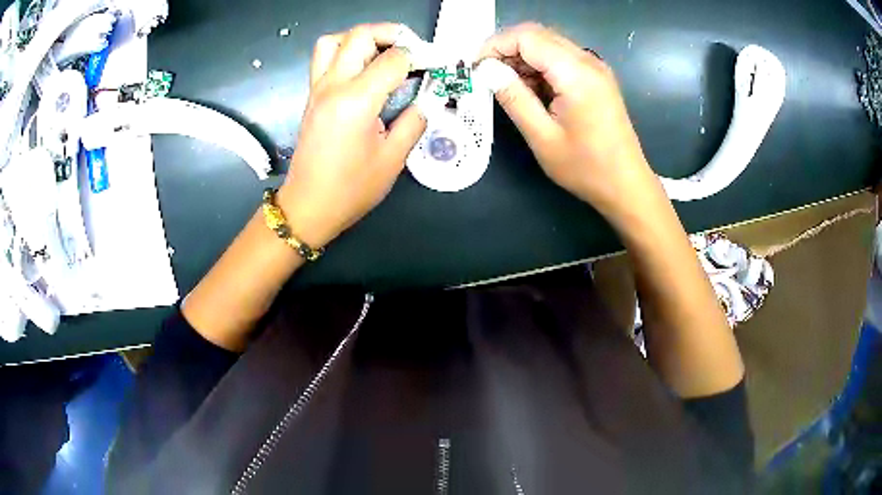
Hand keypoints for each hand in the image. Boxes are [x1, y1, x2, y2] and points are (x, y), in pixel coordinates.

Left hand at [278, 23, 425, 246]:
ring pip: (334, 40)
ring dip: (361, 38)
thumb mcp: (393, 159)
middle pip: (360, 35)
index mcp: (356, 101)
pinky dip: (345, 52)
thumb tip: (426, 100)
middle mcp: (333, 85)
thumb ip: (414, 121)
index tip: (435, 66)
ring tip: (382, 54)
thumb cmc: (351, 189)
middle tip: (411, 52)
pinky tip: (363, 71)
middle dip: (391, 34)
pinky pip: (324, 58)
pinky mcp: (312, 96)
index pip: (393, 58)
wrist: (309, 206)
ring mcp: (318, 88)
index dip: (420, 57)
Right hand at [479, 23, 659, 224]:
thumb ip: (513, 98)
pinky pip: (560, 58)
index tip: (477, 69)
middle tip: (488, 77)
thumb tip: (487, 70)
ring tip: (508, 87)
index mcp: (576, 73)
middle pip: (538, 35)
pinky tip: (531, 91)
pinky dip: (539, 66)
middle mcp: (588, 61)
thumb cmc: (586, 168)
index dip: (496, 45)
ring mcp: (595, 68)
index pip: (527, 37)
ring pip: (548, 44)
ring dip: (522, 58)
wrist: (627, 185)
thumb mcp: (542, 137)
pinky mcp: (596, 77)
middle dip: (507, 49)